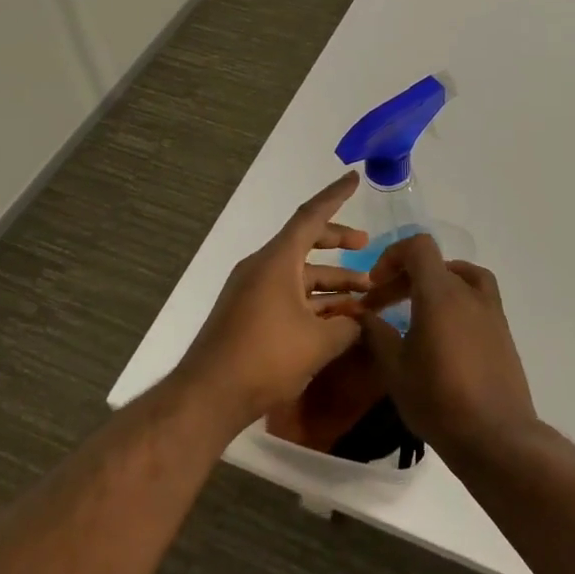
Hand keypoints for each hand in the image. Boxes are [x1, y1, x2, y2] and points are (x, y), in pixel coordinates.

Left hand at [173, 171, 372, 430]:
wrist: (208, 395)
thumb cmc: (265, 358)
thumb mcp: (318, 342)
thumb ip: (347, 326)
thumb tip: (361, 321)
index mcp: (277, 260)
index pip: (311, 216)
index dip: (336, 196)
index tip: (354, 178)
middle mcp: (262, 267)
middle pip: (305, 242)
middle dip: (338, 241)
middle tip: (366, 245)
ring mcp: (252, 290)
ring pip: (298, 273)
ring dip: (330, 280)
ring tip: (364, 295)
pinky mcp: (247, 314)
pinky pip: (286, 294)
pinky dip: (312, 300)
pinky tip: (335, 319)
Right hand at [351, 234, 538, 462]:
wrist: (496, 436)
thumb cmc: (439, 400)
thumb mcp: (395, 369)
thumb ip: (377, 333)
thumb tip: (362, 314)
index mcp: (441, 293)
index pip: (419, 247)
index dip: (392, 256)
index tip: (375, 284)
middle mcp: (469, 293)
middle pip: (435, 264)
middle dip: (404, 277)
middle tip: (381, 306)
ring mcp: (491, 311)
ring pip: (461, 276)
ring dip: (434, 284)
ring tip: (416, 310)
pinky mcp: (503, 331)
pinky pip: (477, 298)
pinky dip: (456, 300)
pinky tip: (443, 333)